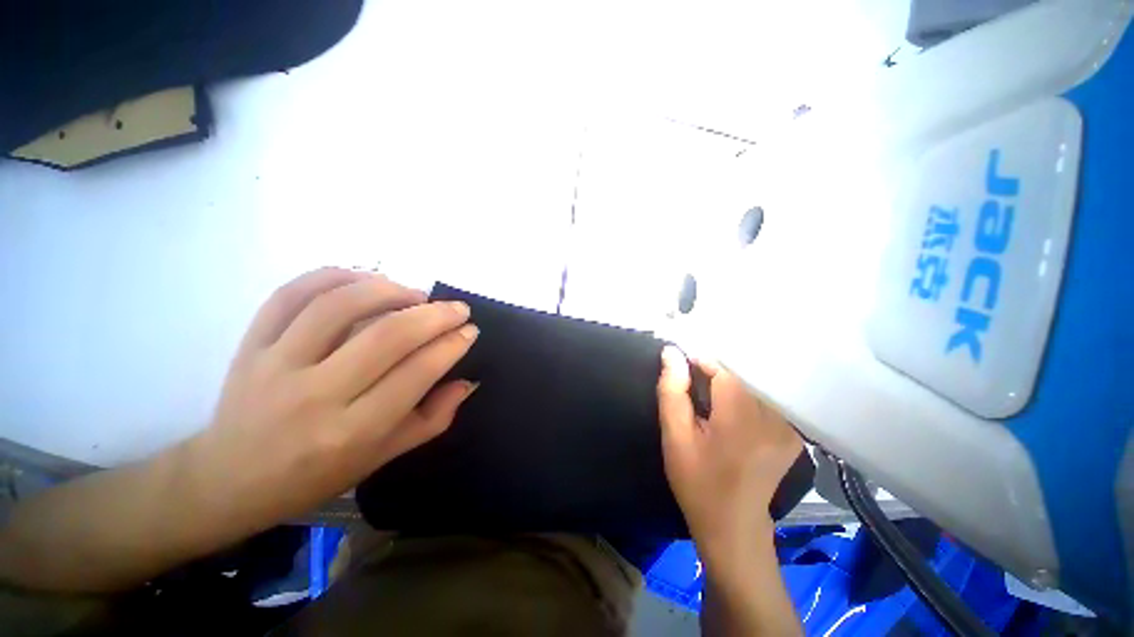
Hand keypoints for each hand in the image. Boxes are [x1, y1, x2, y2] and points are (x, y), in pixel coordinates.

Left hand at [184, 268, 478, 541]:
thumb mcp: (383, 457)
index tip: (470, 330)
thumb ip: (433, 419)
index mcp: (352, 432)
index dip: (451, 345)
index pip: (416, 374)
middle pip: (387, 336)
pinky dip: (335, 276)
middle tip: (458, 308)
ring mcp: (276, 364)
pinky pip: (291, 294)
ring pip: (340, 306)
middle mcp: (315, 396)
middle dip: (435, 315)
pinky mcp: (250, 344)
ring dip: (390, 290)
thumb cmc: (316, 474)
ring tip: (416, 294)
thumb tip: (467, 381)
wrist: (229, 479)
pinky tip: (366, 280)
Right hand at [657, 346, 802, 565]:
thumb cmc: (698, 483)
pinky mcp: (791, 437)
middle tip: (694, 399)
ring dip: (728, 391)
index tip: (682, 378)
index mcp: (743, 416)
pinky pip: (764, 404)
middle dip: (713, 379)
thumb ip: (672, 391)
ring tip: (710, 411)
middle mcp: (773, 416)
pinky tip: (730, 422)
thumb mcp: (675, 436)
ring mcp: (787, 428)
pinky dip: (744, 403)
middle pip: (740, 377)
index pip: (723, 369)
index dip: (699, 366)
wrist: (733, 528)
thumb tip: (671, 352)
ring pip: (751, 388)